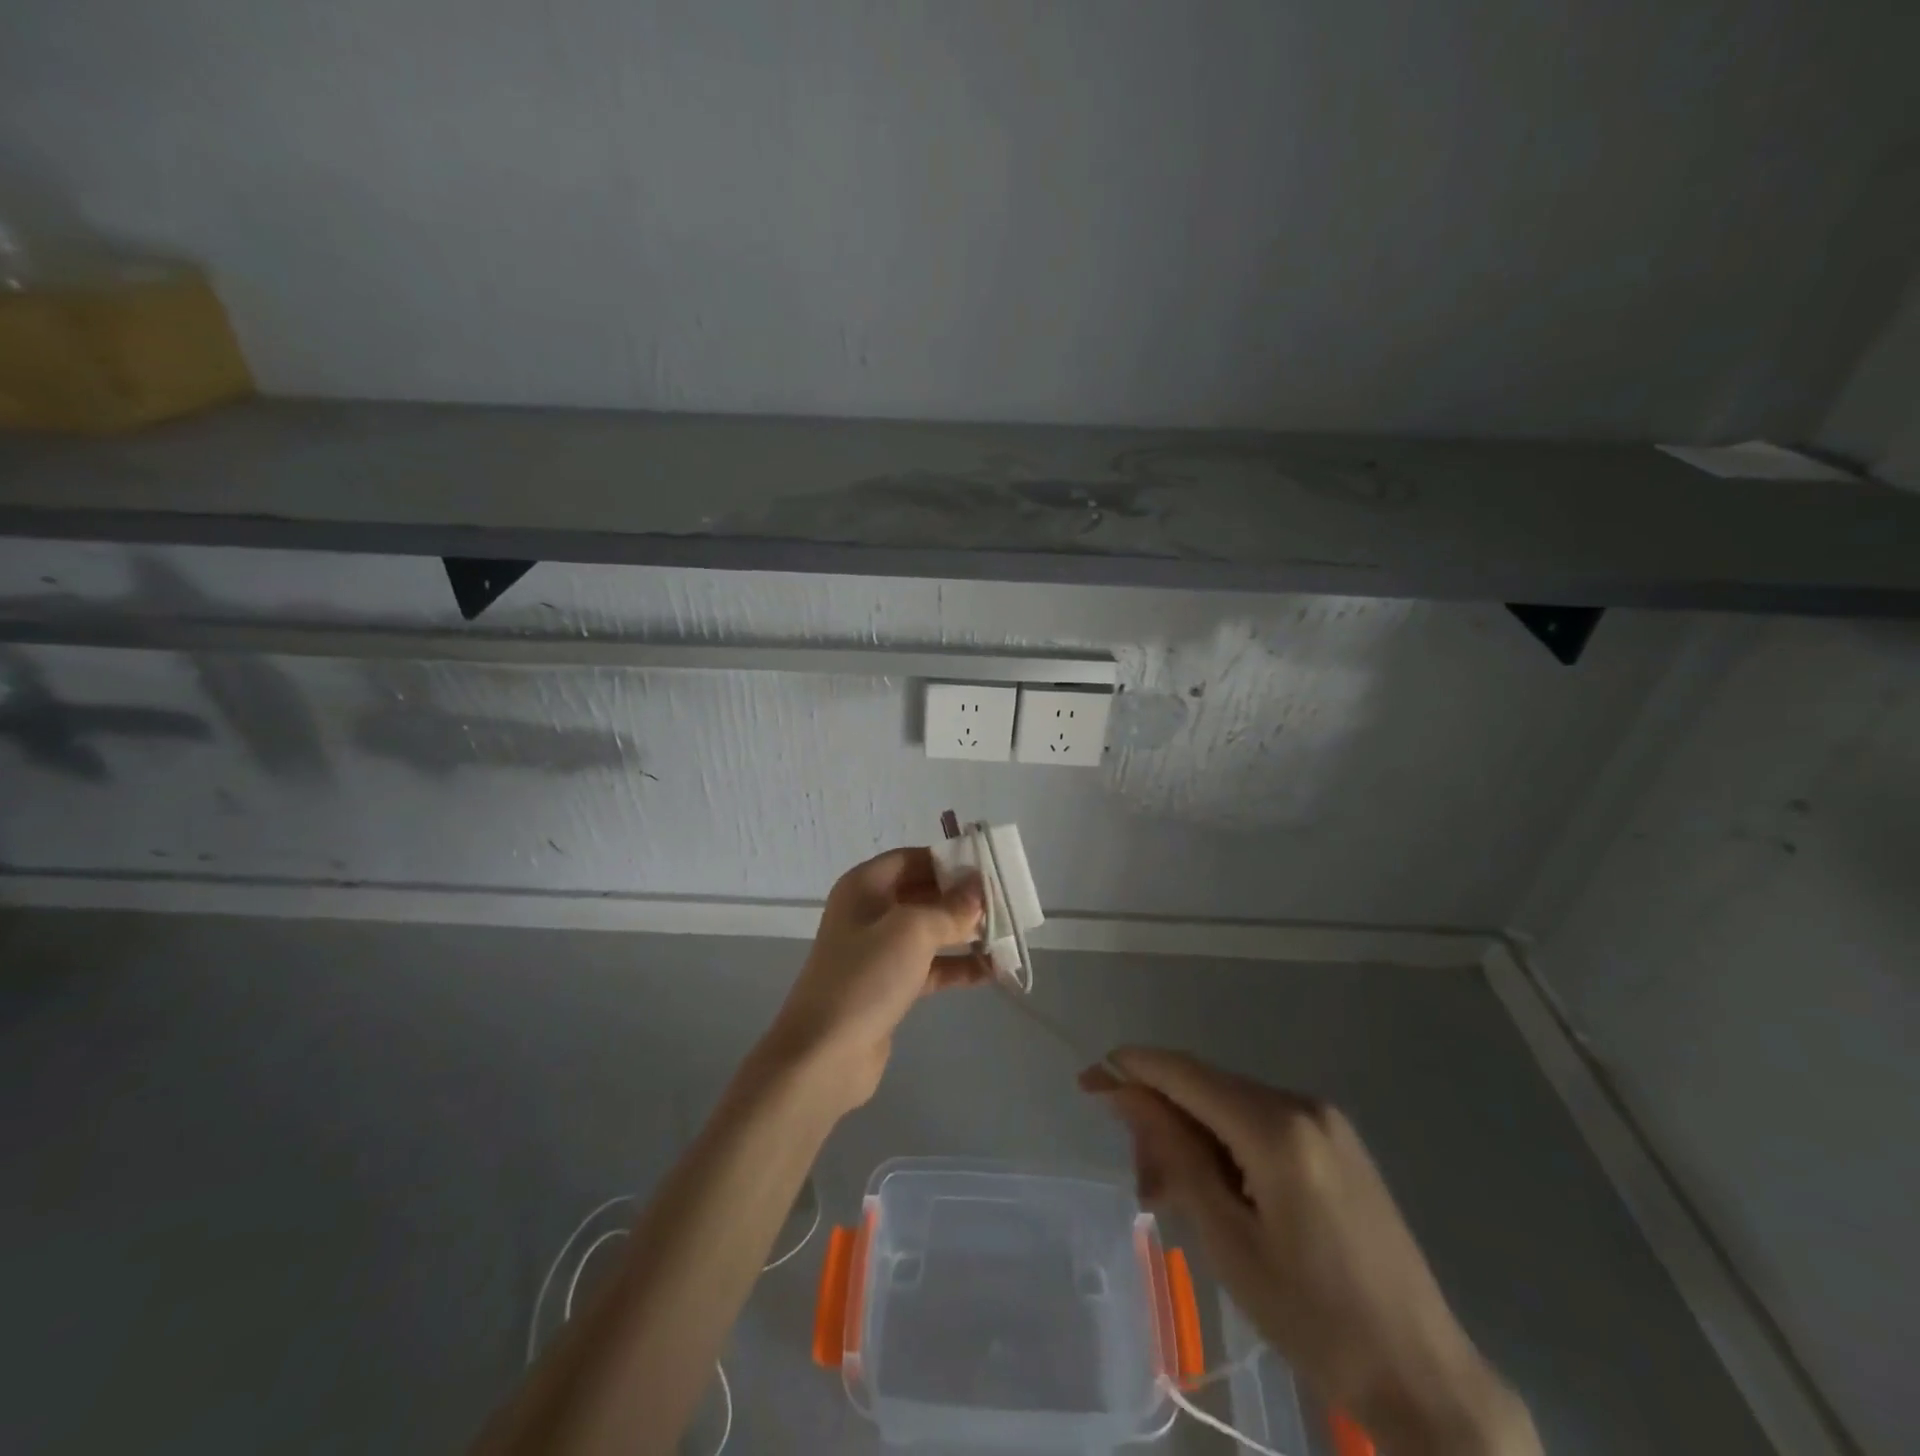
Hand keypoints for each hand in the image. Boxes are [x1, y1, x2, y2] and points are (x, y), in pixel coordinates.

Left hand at [761, 848, 987, 1109]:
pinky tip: (993, 971)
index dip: (950, 860)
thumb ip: (950, 908)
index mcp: (866, 886)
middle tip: (1007, 903)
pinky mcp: (890, 986)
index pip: (914, 858)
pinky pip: (931, 967)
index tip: (990, 868)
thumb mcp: (912, 931)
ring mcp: (879, 951)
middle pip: (924, 893)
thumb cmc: (865, 977)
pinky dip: (958, 967)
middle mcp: (870, 912)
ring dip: (966, 933)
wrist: (824, 1055)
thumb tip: (979, 890)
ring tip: (1008, 936)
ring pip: (931, 931)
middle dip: (963, 899)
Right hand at [1083, 1049, 1538, 1455]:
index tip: (1087, 1080)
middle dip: (1161, 1121)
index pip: (1185, 1074)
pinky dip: (1225, 1147)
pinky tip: (1215, 1190)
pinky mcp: (1335, 1141)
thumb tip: (1123, 1091)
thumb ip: (1173, 1152)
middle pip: (1206, 1089)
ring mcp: (1324, 1120)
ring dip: (1191, 1139)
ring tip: (1172, 1198)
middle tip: (1142, 1185)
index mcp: (1277, 1126)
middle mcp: (1301, 1103)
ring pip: (1230, 1107)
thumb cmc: (1315, 1318)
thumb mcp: (1227, 1238)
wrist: (1425, 1376)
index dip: (1132, 1069)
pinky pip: (1260, 1123)